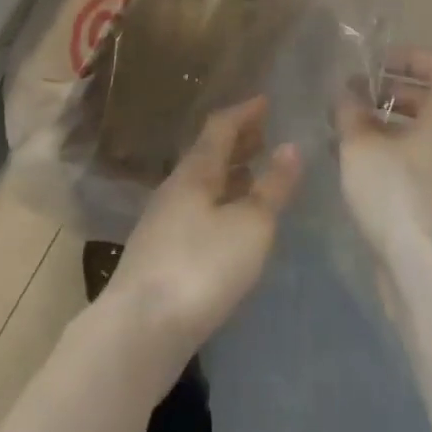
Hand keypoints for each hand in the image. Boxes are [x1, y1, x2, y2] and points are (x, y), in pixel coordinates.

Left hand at [105, 96, 301, 366]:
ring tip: (254, 174)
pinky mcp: (160, 255)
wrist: (139, 331)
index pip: (220, 127)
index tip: (266, 101)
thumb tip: (291, 147)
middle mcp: (176, 188)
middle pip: (208, 154)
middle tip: (265, 134)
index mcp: (196, 171)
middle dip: (238, 141)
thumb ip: (273, 187)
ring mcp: (163, 222)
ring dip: (229, 174)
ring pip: (202, 184)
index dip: (244, 112)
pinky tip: (231, 223)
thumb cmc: (201, 267)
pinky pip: (197, 210)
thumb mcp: (251, 225)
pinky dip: (220, 202)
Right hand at [336, 48, 431, 294]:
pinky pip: (424, 165)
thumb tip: (346, 94)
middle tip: (357, 96)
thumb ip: (351, 112)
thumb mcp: (361, 145)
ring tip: (350, 131)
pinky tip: (361, 168)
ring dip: (391, 127)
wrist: (429, 273)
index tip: (377, 63)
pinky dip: (397, 155)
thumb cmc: (398, 193)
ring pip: (427, 136)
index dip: (410, 58)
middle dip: (394, 93)